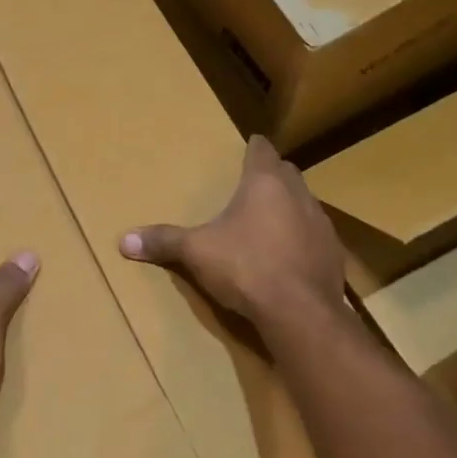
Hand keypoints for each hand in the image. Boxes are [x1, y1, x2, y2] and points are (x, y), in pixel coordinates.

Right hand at [120, 136, 344, 323]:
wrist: (300, 312)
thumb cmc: (246, 267)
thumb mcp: (196, 253)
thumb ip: (163, 242)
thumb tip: (123, 241)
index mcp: (265, 183)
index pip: (262, 150)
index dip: (254, 147)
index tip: (249, 145)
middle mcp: (298, 195)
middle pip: (286, 173)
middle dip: (271, 175)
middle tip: (252, 183)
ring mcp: (321, 224)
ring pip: (304, 203)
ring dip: (289, 207)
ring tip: (268, 220)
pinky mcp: (333, 254)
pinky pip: (315, 235)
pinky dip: (301, 238)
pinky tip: (287, 255)